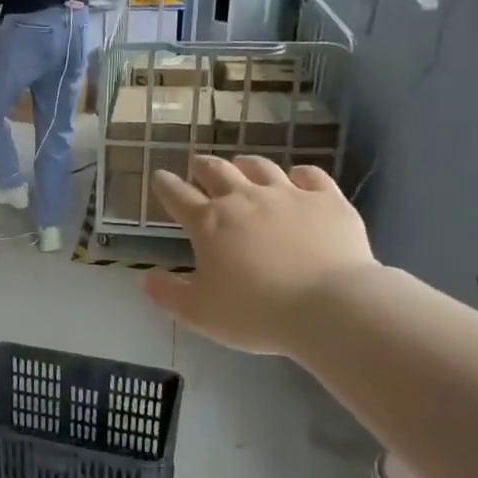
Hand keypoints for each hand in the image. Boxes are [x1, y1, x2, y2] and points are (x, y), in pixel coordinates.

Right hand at [142, 156, 374, 355]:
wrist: (331, 306)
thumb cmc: (256, 312)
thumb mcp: (199, 313)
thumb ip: (168, 294)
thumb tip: (146, 277)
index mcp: (209, 223)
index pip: (178, 196)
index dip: (165, 185)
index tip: (159, 176)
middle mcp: (245, 199)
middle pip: (218, 171)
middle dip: (203, 166)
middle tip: (198, 164)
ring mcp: (289, 195)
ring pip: (261, 167)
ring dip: (246, 164)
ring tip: (242, 165)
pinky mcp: (328, 200)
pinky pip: (310, 175)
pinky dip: (298, 173)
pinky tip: (297, 177)